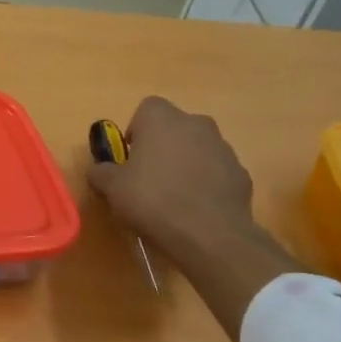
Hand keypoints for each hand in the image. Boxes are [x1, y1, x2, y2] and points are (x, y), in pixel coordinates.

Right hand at [88, 97, 255, 250]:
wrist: (208, 234)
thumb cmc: (152, 200)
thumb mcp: (111, 188)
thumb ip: (101, 172)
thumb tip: (99, 170)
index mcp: (162, 120)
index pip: (147, 107)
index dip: (136, 129)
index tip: (130, 155)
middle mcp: (196, 125)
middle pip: (175, 127)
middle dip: (162, 145)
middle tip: (147, 175)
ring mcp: (223, 148)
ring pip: (198, 148)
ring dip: (185, 163)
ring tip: (172, 196)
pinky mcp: (241, 173)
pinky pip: (216, 171)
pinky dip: (205, 183)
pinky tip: (194, 208)